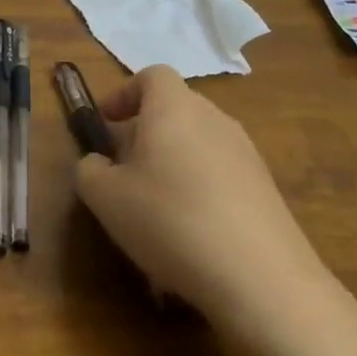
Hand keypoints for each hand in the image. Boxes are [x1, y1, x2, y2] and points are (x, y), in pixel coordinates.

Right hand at [75, 65, 332, 343]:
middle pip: (176, 109)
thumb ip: (90, 170)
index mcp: (174, 108)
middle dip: (145, 132)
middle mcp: (215, 119)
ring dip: (172, 163)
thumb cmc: (170, 220)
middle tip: (122, 168)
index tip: (105, 123)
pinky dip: (200, 190)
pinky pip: (221, 176)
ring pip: (199, 143)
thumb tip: (98, 163)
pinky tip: (190, 235)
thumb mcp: (105, 197)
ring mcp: (247, 155)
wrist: (262, 279)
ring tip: (154, 206)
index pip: (152, 76)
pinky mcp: (267, 191)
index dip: (124, 93)